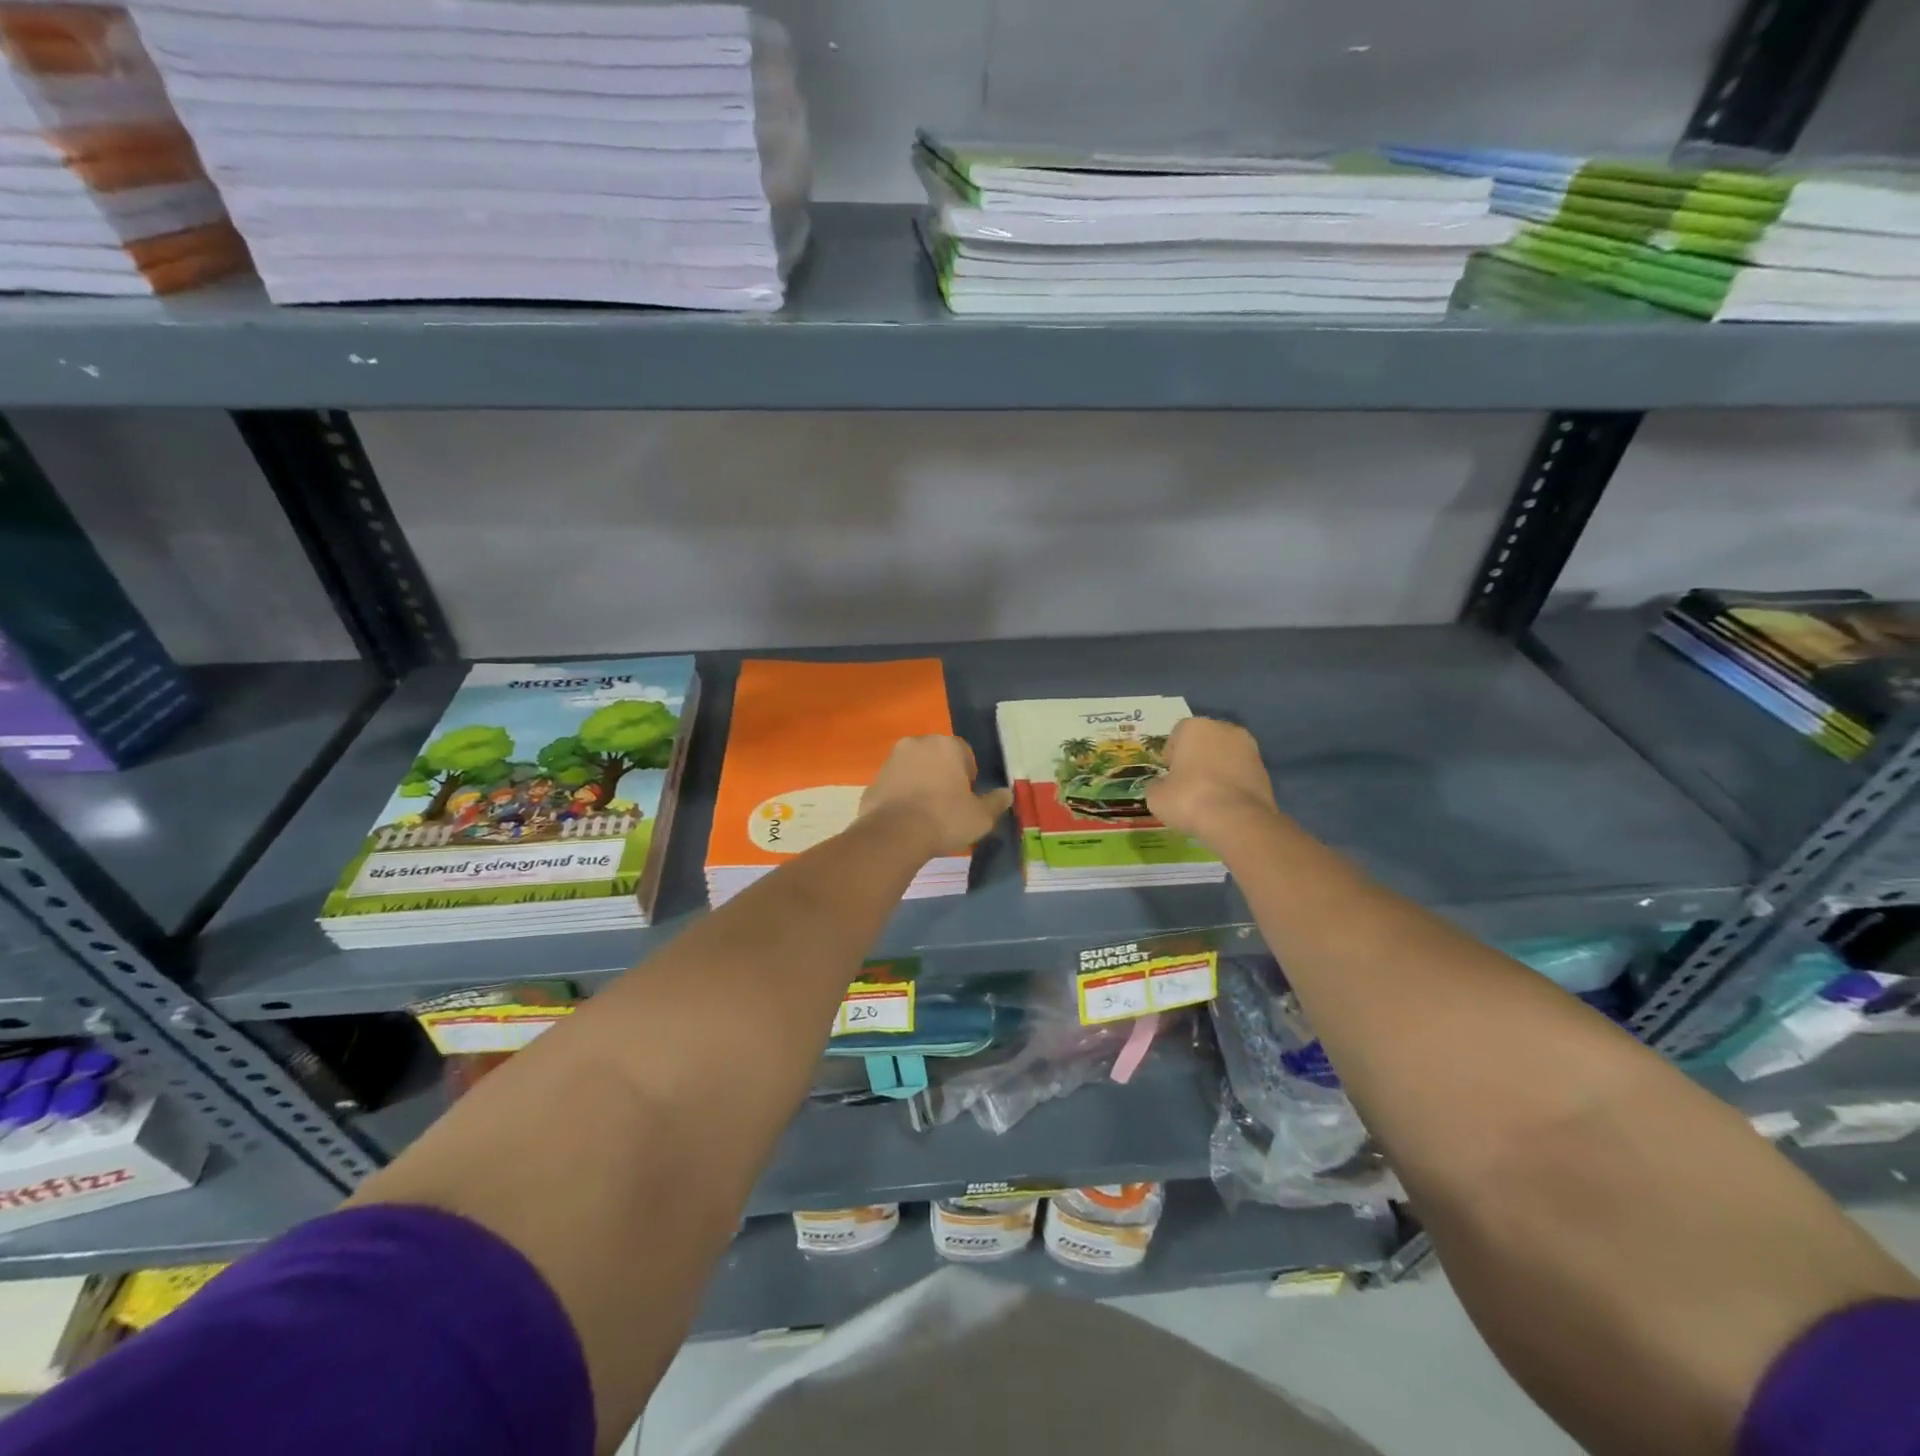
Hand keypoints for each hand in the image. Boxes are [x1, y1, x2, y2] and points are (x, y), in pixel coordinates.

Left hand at [860, 736, 1013, 856]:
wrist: (894, 835)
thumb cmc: (945, 819)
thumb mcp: (981, 816)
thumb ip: (995, 802)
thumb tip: (1006, 794)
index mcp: (945, 745)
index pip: (964, 752)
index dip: (968, 774)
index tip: (968, 795)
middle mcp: (916, 744)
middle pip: (936, 756)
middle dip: (943, 774)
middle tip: (949, 803)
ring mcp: (891, 761)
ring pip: (913, 768)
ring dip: (921, 783)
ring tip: (927, 812)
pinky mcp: (873, 780)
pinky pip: (894, 785)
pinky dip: (901, 795)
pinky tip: (907, 819)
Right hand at [1146, 717, 1282, 844]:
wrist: (1236, 820)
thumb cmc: (1188, 798)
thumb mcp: (1156, 796)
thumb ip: (1157, 785)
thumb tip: (1162, 786)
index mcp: (1195, 726)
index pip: (1177, 735)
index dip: (1171, 756)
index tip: (1168, 775)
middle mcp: (1225, 729)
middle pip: (1204, 742)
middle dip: (1196, 758)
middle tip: (1187, 784)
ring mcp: (1250, 748)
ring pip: (1225, 757)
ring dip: (1217, 770)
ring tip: (1208, 797)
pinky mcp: (1265, 770)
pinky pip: (1241, 773)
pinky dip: (1233, 784)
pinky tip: (1225, 804)